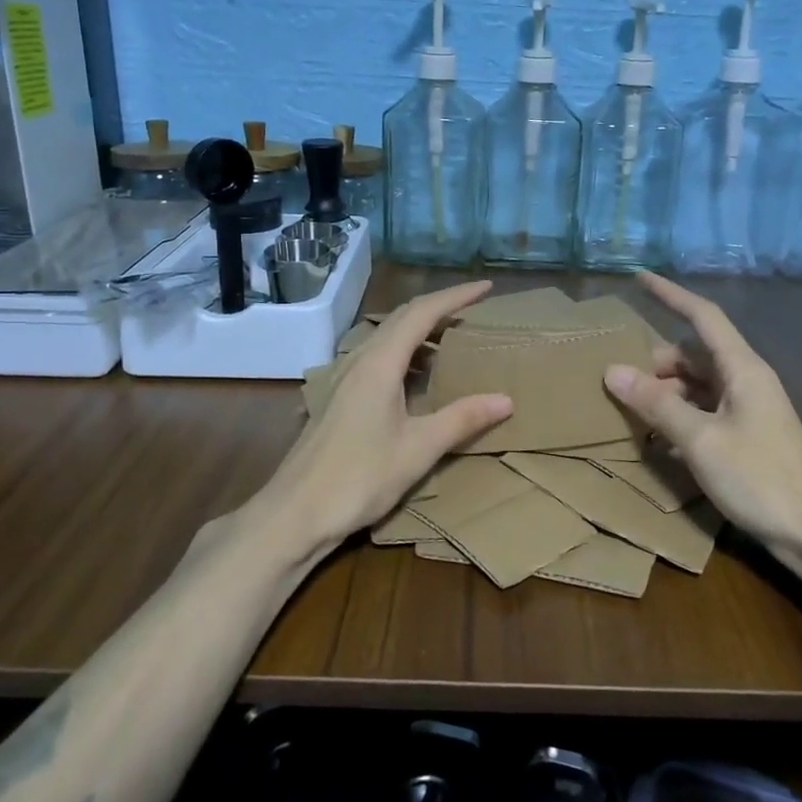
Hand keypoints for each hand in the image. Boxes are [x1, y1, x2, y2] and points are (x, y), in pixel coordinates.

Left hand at [252, 281, 512, 561]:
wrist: (295, 513)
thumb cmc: (359, 478)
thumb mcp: (418, 449)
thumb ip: (461, 419)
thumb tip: (505, 399)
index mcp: (380, 364)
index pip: (421, 314)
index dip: (455, 297)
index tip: (486, 287)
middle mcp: (360, 361)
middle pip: (402, 319)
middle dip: (439, 308)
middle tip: (474, 310)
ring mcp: (345, 379)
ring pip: (387, 339)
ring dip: (421, 332)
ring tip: (453, 340)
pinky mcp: (340, 399)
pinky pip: (378, 359)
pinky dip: (406, 355)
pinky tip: (418, 379)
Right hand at [603, 273, 801, 555]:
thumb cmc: (759, 478)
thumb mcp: (700, 440)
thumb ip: (657, 404)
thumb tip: (612, 371)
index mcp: (743, 369)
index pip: (703, 316)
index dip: (670, 295)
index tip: (639, 278)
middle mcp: (747, 380)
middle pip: (694, 354)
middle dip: (656, 363)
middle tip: (620, 383)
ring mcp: (749, 409)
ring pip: (697, 385)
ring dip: (665, 394)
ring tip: (633, 414)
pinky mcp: (747, 436)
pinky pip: (704, 411)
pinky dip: (679, 417)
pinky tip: (657, 440)